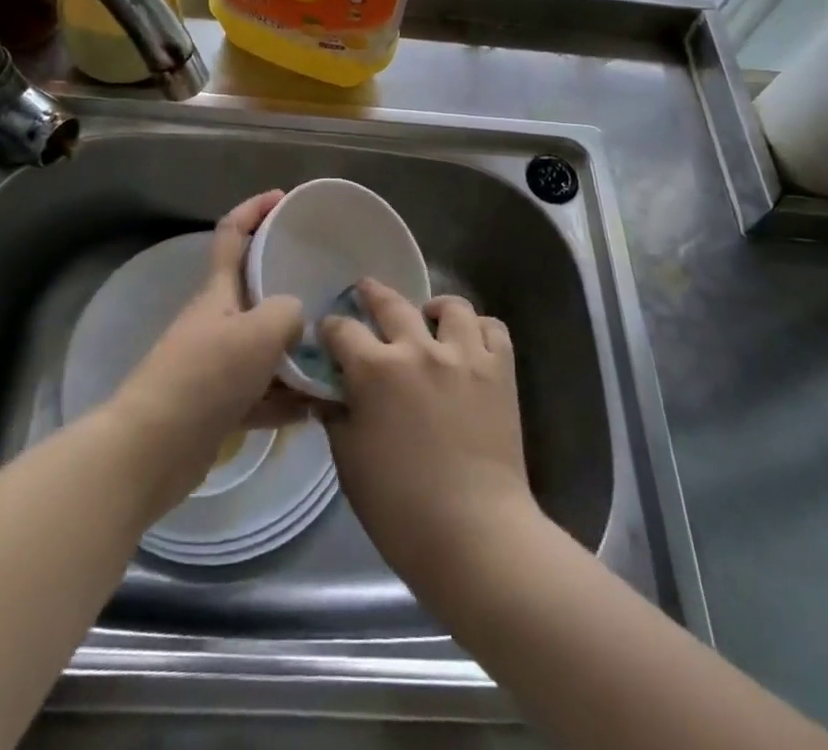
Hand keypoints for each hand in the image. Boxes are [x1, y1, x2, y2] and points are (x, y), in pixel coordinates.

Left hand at [107, 191, 306, 513]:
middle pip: (255, 292)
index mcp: (218, 292)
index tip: (283, 198)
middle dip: (290, 289)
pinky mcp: (219, 406)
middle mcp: (216, 321)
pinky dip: (286, 399)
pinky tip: (317, 409)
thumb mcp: (259, 332)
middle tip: (330, 291)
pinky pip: (262, 393)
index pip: (233, 234)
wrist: (153, 448)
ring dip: (295, 354)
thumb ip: (288, 313)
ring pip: (264, 348)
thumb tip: (296, 318)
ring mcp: (216, 365)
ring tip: (335, 357)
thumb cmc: (206, 376)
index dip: (255, 209)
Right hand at [321, 280, 538, 589]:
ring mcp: (465, 356)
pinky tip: (468, 343)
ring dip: (434, 308)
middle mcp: (419, 349)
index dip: (330, 329)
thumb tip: (328, 393)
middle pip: (391, 303)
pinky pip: (492, 328)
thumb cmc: (401, 508)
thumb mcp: (350, 461)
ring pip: (450, 306)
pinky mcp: (500, 371)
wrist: (476, 536)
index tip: (326, 334)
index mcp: (376, 370)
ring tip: (428, 318)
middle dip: (372, 293)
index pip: (342, 330)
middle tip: (365, 291)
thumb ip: (337, 416)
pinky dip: (479, 329)